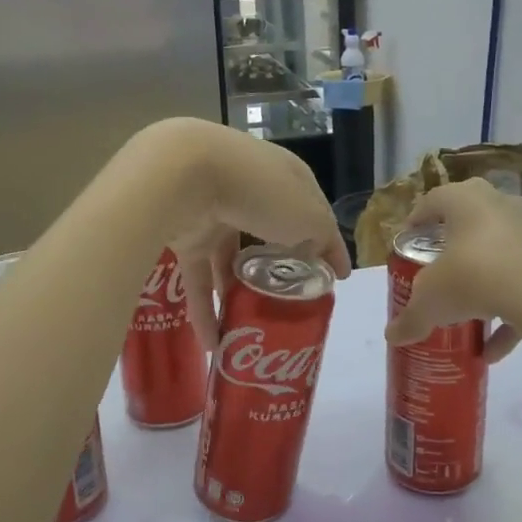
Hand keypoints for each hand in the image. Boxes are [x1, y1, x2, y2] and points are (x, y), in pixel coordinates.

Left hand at [127, 119, 350, 348]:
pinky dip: (204, 313)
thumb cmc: (262, 190)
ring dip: (238, 295)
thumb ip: (322, 238)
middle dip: (277, 266)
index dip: (325, 243)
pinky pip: (198, 280)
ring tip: (251, 329)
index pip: (310, 212)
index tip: (337, 276)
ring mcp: (214, 212)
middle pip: (268, 234)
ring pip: (229, 261)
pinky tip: (214, 346)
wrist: (185, 174)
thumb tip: (319, 255)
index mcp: (284, 178)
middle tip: (290, 302)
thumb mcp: (309, 215)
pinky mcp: (185, 236)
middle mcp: (250, 191)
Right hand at [382, 179, 521, 362]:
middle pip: (470, 221)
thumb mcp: (431, 300)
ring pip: (500, 254)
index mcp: (464, 200)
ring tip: (469, 318)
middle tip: (439, 269)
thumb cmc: (473, 276)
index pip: (433, 200)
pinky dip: (509, 314)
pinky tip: (494, 351)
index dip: (417, 220)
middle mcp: (500, 205)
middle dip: (454, 247)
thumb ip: (411, 318)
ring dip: (484, 285)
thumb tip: (392, 337)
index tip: (408, 241)